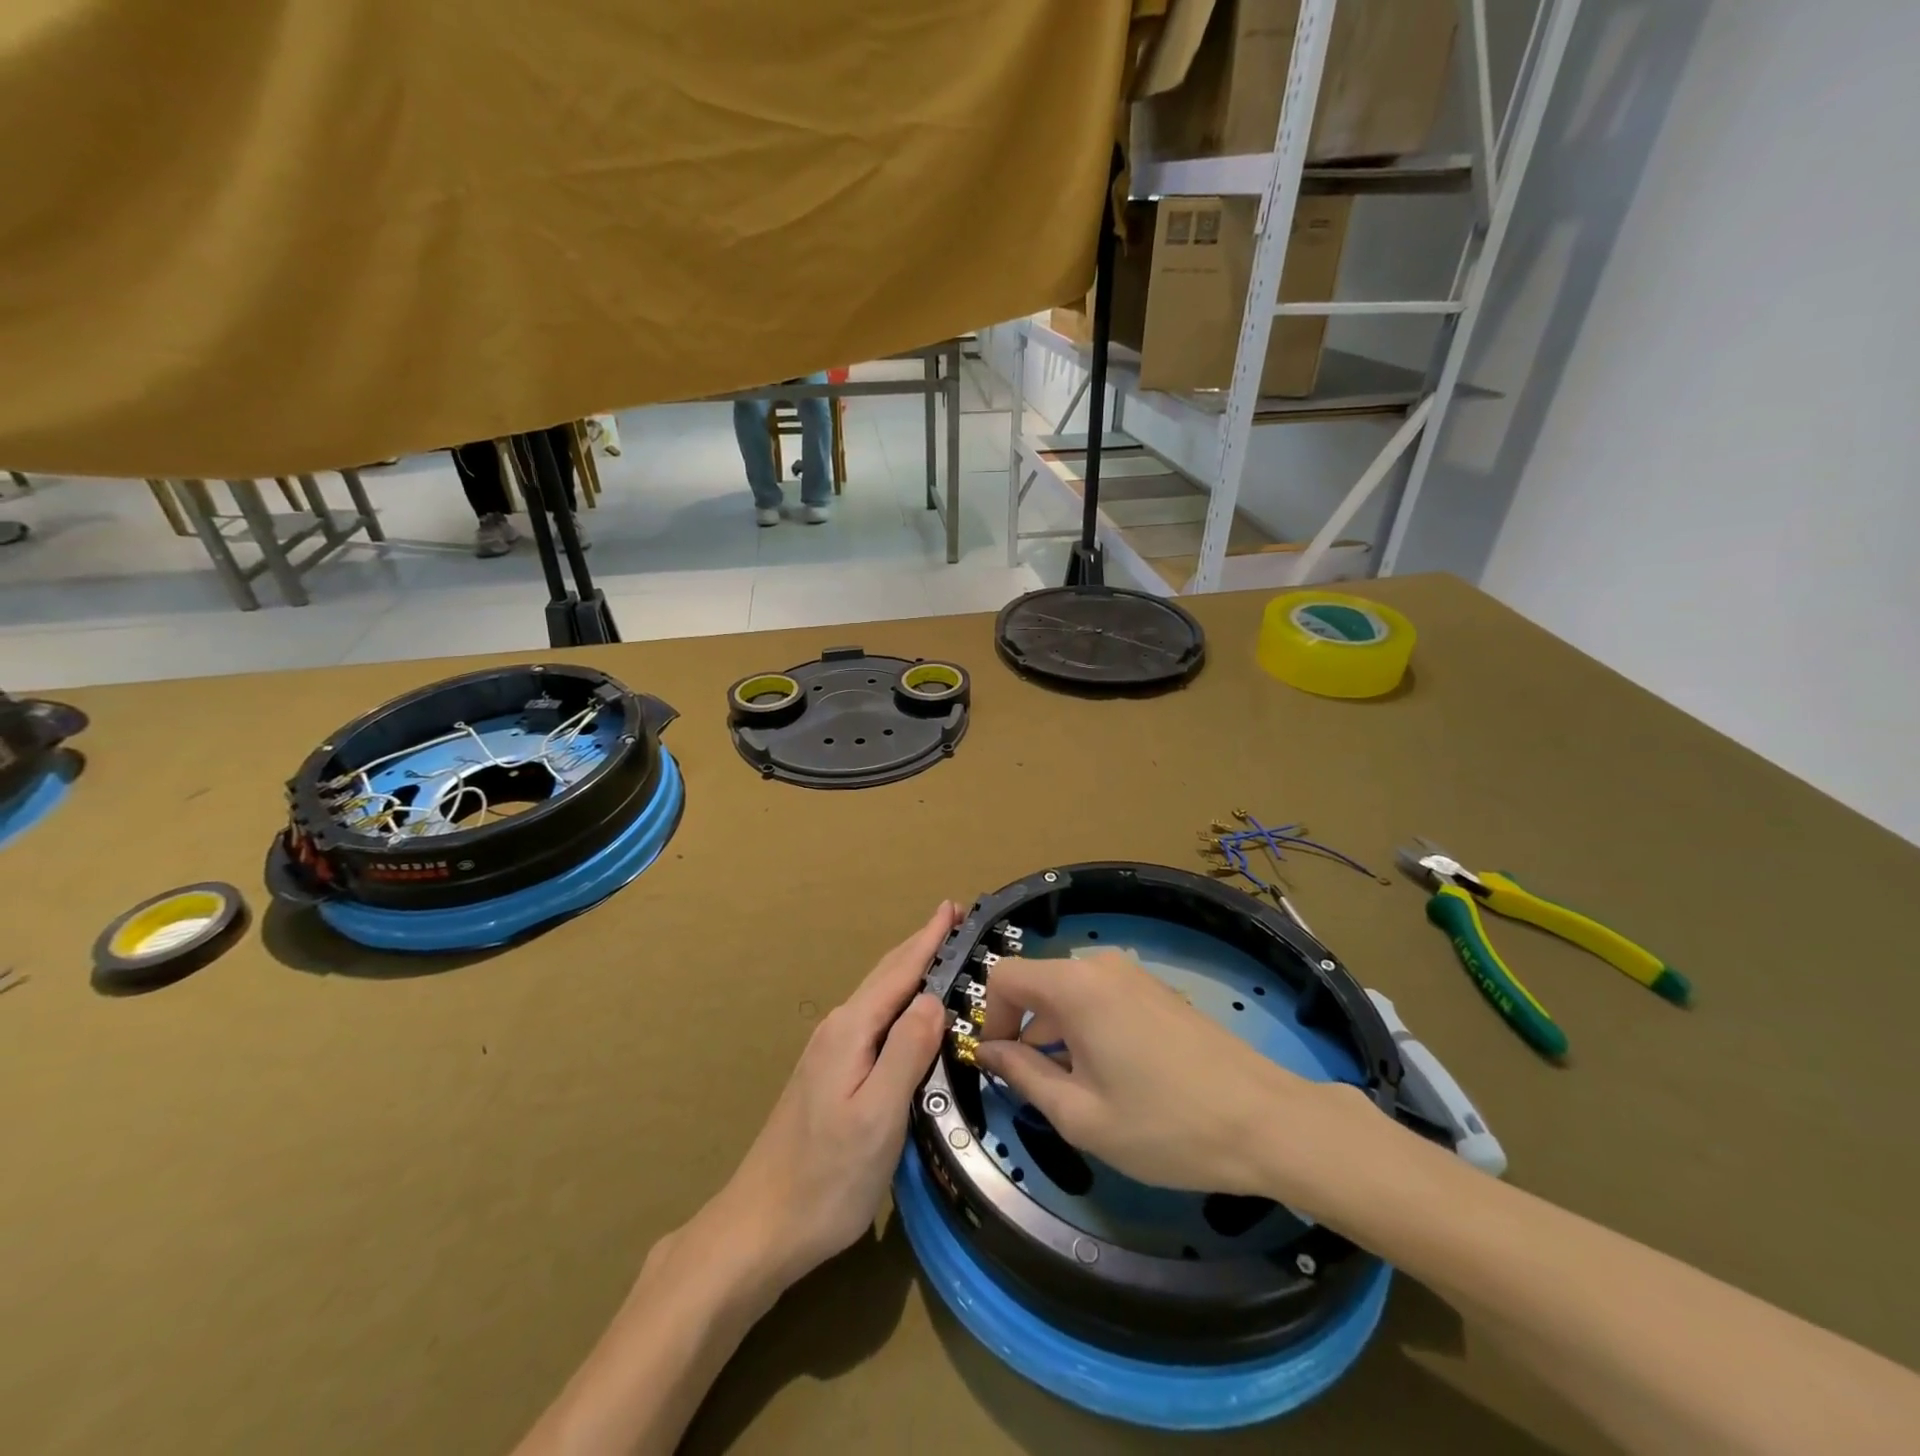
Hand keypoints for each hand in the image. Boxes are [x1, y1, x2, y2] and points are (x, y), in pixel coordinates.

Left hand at [709, 901, 956, 1289]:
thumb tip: (933, 997)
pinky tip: (908, 1012)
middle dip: (920, 945)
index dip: (928, 939)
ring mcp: (829, 1053)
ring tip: (939, 954)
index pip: (899, 972)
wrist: (760, 1228)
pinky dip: (898, 1001)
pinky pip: (873, 1020)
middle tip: (953, 919)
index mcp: (851, 1032)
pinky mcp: (829, 1075)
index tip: (954, 907)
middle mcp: (838, 1031)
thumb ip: (907, 1052)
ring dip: (909, 970)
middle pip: (886, 976)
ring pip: (878, 998)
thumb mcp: (878, 1116)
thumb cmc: (827, 1178)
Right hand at [973, 949, 1378, 1210]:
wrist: (1265, 1122)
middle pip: (1038, 984)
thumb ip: (1023, 1075)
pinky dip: (1087, 1030)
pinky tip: (1112, 1078)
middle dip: (1025, 1031)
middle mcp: (1101, 966)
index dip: (989, 1017)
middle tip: (1038, 1090)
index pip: (1004, 976)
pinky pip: (1100, 999)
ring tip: (1078, 1092)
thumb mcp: (1081, 1115)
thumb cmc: (1165, 1125)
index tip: (1000, 1064)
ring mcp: (1134, 976)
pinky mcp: (1156, 991)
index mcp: (1075, 986)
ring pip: (1070, 994)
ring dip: (1057, 1035)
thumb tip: (990, 1051)